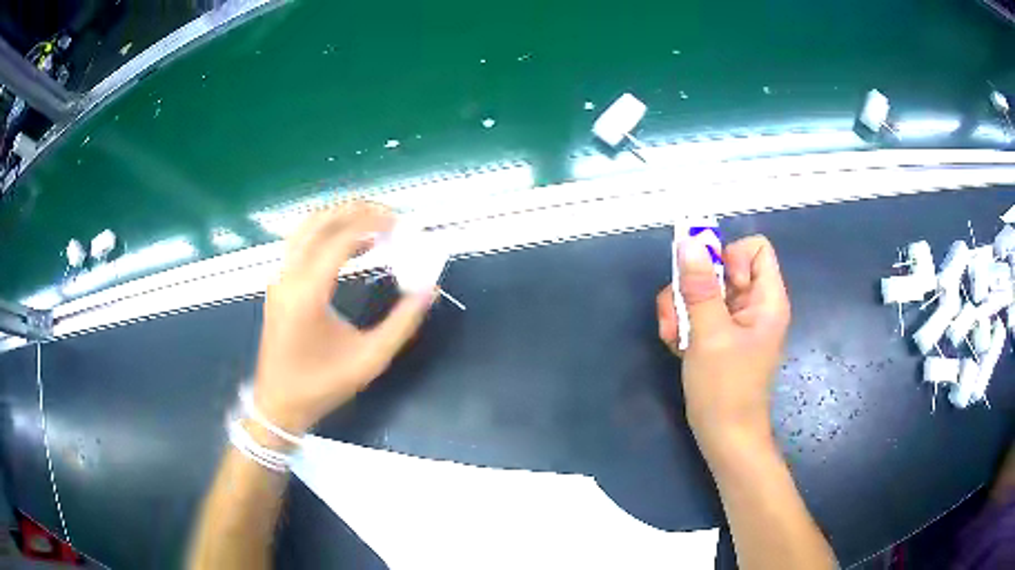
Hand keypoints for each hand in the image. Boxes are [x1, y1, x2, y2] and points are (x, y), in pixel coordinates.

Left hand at [252, 202, 433, 434]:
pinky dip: (326, 234)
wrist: (279, 403)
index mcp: (307, 293)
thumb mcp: (369, 360)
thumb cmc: (322, 385)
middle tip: (389, 215)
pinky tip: (352, 246)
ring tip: (373, 223)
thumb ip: (402, 323)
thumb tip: (430, 290)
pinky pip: (301, 244)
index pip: (339, 239)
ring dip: (339, 218)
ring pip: (306, 228)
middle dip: (356, 211)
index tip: (400, 225)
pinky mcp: (278, 284)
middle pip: (319, 222)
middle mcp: (288, 276)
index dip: (372, 225)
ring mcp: (279, 278)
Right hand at [656, 235, 789, 456]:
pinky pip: (699, 312)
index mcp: (766, 299)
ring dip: (681, 307)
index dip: (731, 257)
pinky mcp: (719, 336)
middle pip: (722, 268)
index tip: (714, 283)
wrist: (724, 438)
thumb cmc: (725, 389)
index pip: (755, 249)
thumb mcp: (709, 335)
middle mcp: (753, 305)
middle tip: (678, 313)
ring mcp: (735, 321)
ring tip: (672, 335)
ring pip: (705, 290)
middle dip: (694, 286)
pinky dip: (683, 324)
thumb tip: (688, 242)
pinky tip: (675, 345)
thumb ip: (699, 288)